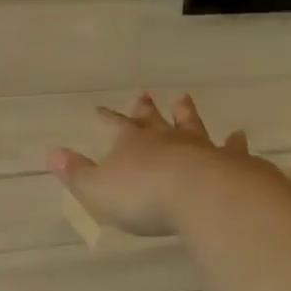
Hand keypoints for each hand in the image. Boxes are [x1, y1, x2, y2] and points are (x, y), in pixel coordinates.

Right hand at [48, 92, 254, 236]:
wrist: (199, 195)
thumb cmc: (141, 196)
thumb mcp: (96, 189)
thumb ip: (75, 172)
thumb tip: (52, 153)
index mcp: (130, 145)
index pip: (114, 126)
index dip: (106, 118)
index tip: (98, 108)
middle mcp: (164, 139)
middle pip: (152, 120)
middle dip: (145, 109)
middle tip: (143, 94)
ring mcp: (198, 147)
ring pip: (190, 125)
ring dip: (185, 113)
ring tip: (183, 99)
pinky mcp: (228, 161)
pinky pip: (230, 148)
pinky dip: (234, 142)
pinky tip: (238, 134)